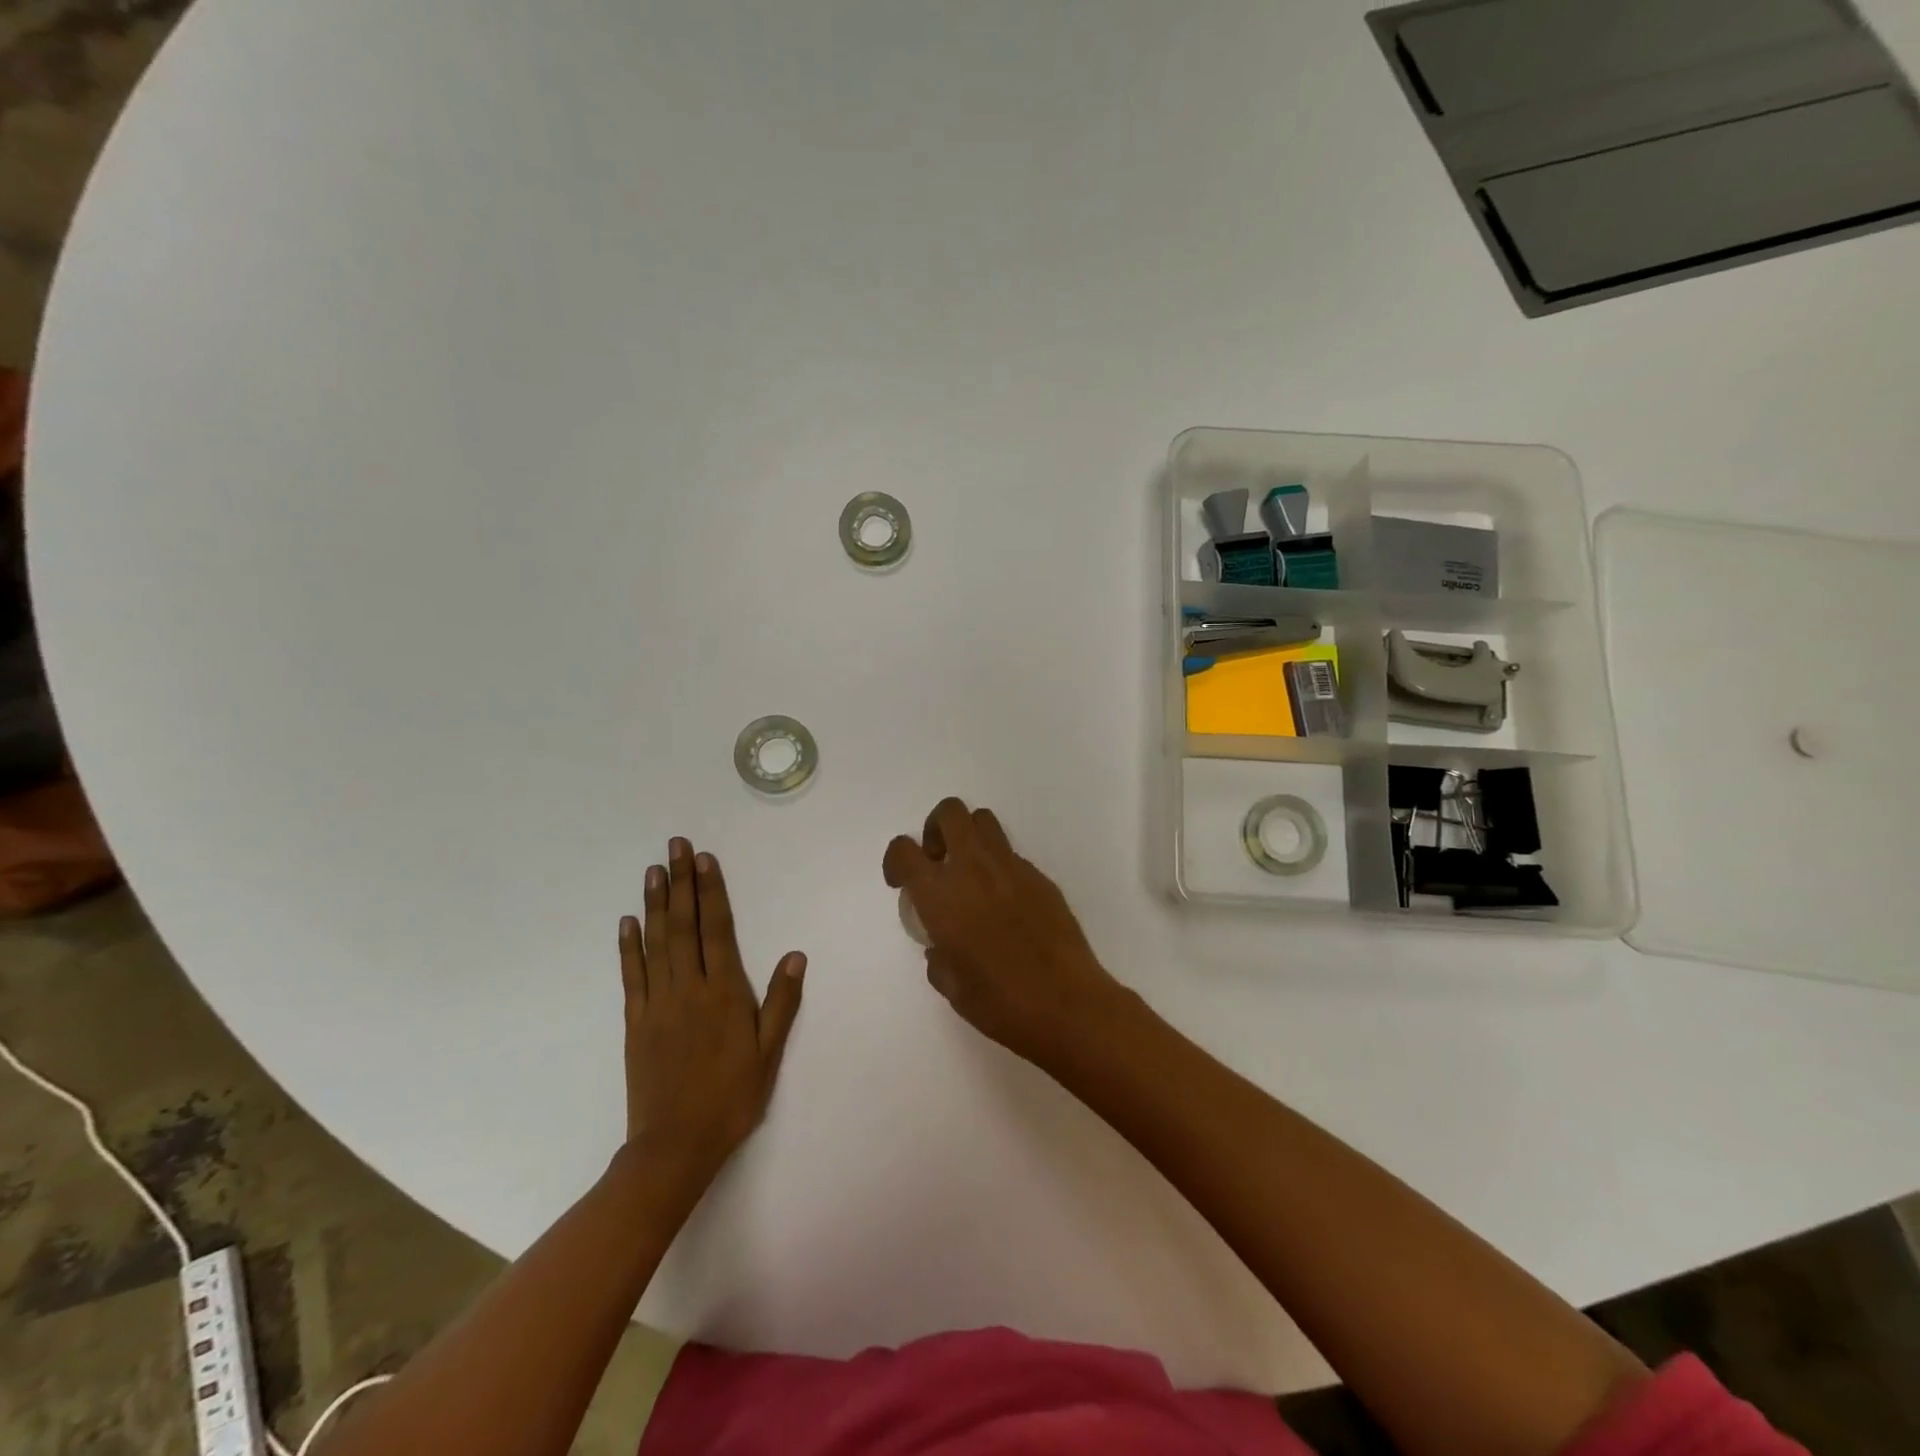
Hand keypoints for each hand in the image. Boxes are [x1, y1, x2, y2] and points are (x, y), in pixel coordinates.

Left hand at [619, 838, 804, 1190]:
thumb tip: (794, 955)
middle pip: (683, 925)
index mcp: (724, 993)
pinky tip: (627, 921)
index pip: (717, 930)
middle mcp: (689, 988)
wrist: (674, 1146)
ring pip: (656, 942)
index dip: (712, 892)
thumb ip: (781, 1002)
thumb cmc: (731, 1098)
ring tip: (653, 870)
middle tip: (675, 846)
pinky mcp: (635, 1021)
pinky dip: (628, 945)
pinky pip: (631, 975)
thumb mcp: (768, 1053)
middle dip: (680, 882)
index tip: (705, 860)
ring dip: (654, 903)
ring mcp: (657, 1003)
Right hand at [884, 797, 1126, 1068]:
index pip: (904, 850)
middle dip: (936, 829)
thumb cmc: (1000, 1003)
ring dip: (969, 837)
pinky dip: (999, 867)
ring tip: (970, 875)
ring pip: (984, 821)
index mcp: (941, 895)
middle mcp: (973, 869)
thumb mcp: (952, 986)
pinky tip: (1006, 904)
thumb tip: (941, 946)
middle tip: (938, 862)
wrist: (1066, 1004)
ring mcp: (1011, 868)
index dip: (896, 860)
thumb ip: (938, 956)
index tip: (901, 882)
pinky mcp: (1040, 877)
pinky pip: (1011, 855)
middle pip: (950, 812)